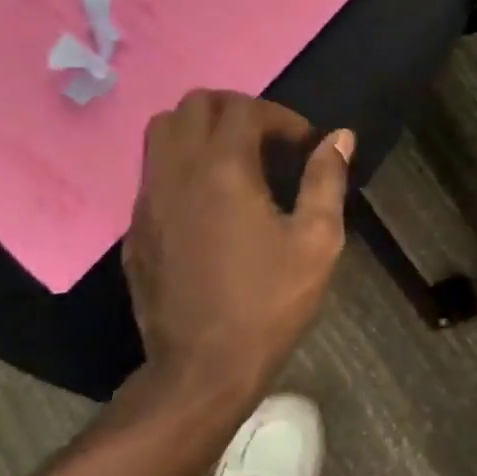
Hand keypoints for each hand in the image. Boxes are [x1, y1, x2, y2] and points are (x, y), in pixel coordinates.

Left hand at [122, 91, 352, 404]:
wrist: (201, 370)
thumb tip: (340, 137)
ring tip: (235, 160)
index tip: (304, 145)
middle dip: (237, 109)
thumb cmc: (268, 304)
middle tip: (269, 140)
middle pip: (195, 104)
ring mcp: (148, 199)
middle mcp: (177, 172)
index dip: (281, 117)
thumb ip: (326, 180)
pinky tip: (209, 201)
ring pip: (162, 130)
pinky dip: (182, 164)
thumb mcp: (316, 242)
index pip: (245, 109)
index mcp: (223, 170)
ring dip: (201, 129)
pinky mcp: (136, 227)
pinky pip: (152, 170)